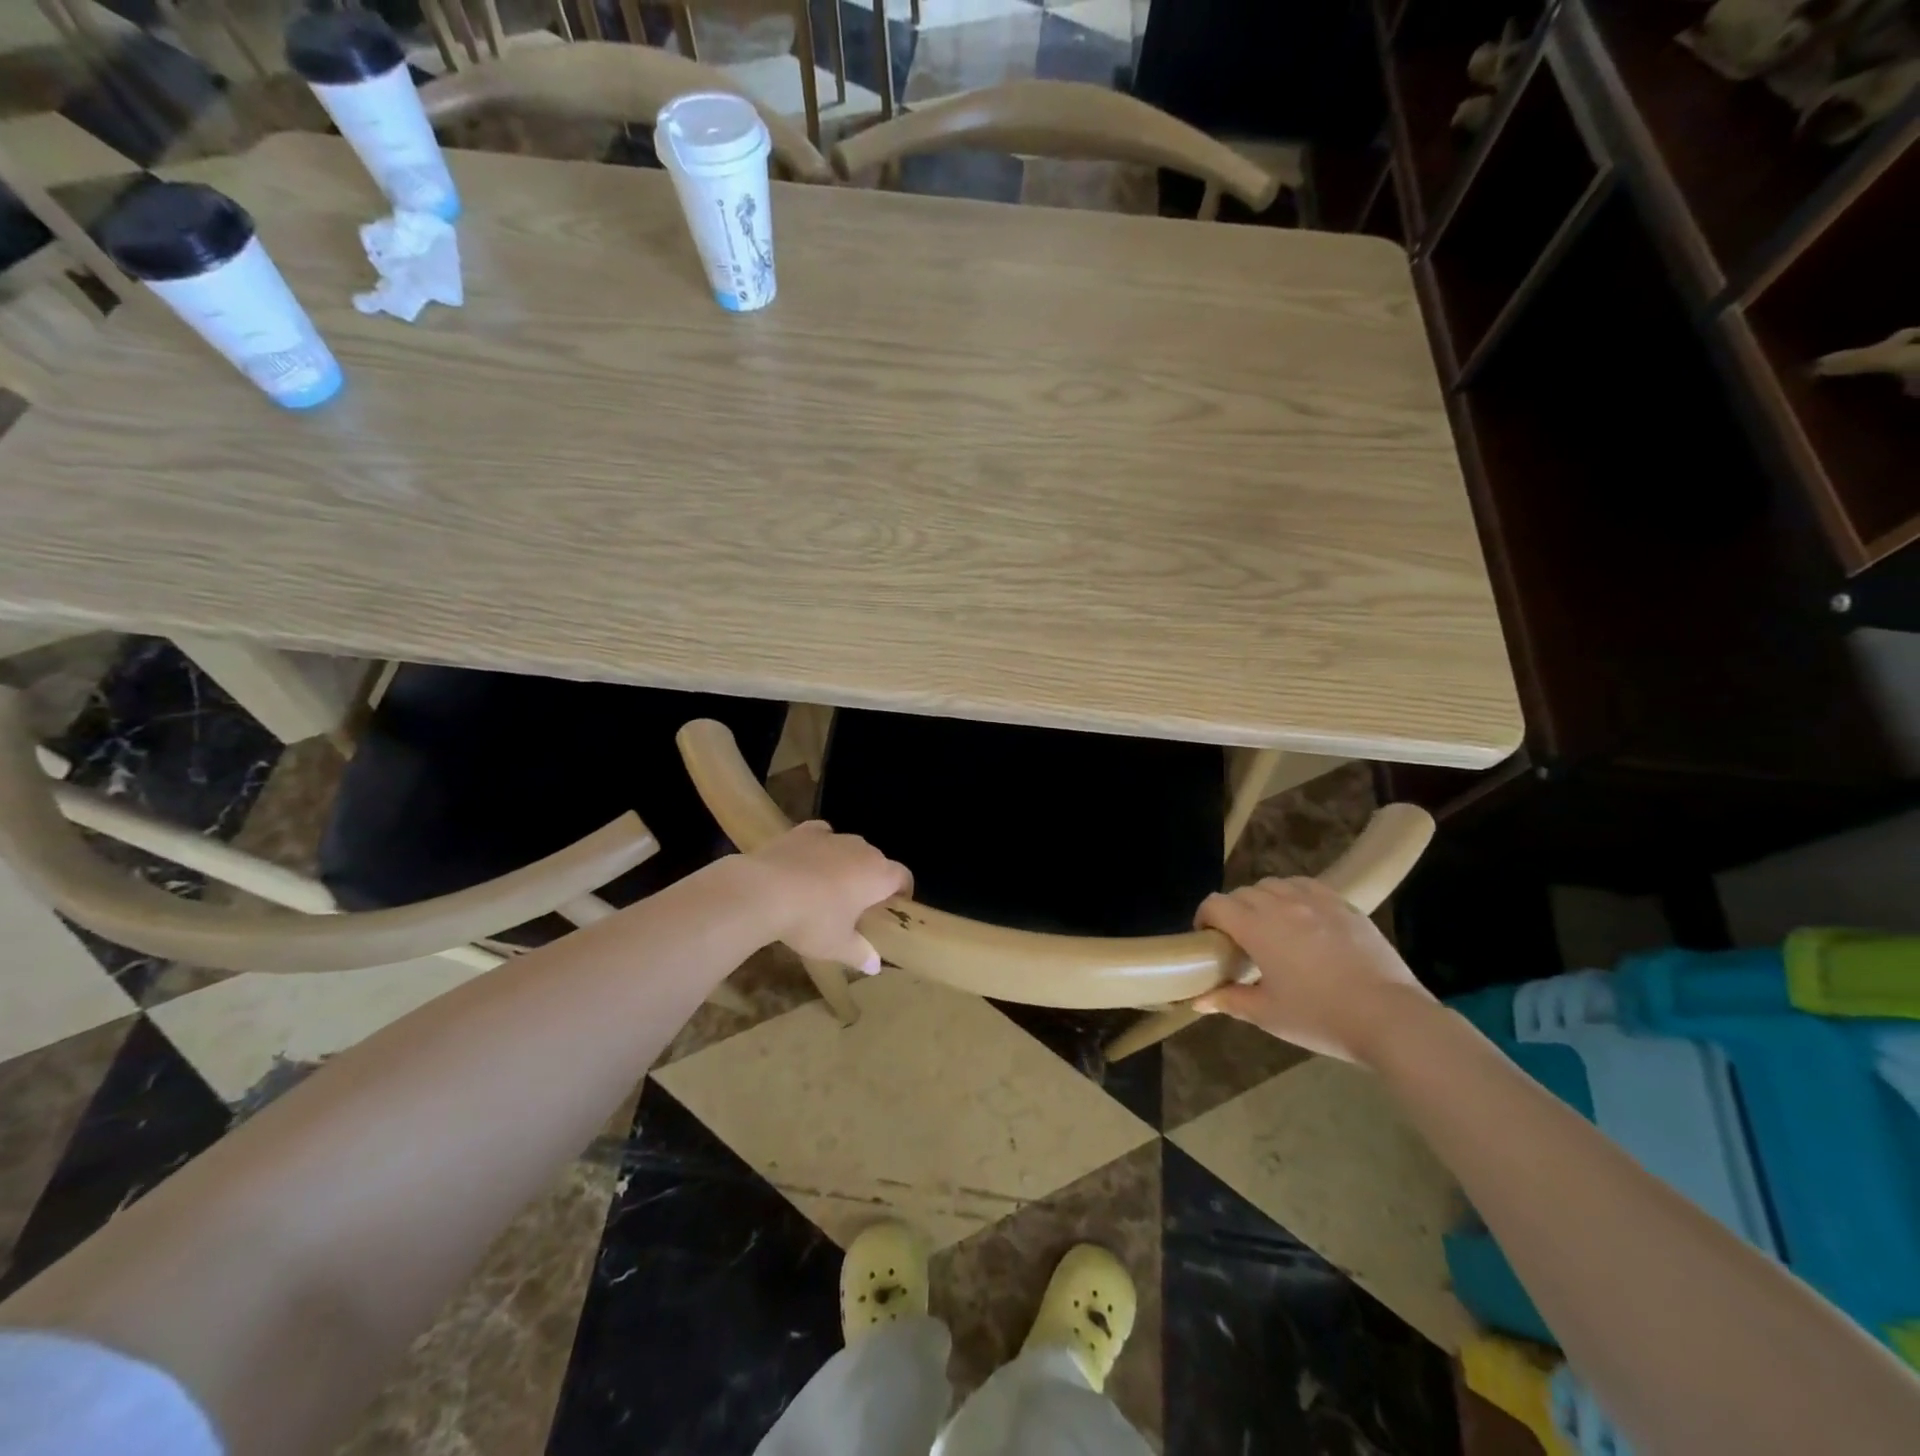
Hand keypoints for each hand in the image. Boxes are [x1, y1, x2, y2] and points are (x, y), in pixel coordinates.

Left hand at [748, 821, 911, 972]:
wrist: (764, 891)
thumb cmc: (811, 920)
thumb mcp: (837, 946)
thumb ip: (860, 953)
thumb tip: (875, 966)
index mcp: (878, 875)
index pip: (903, 877)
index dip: (902, 892)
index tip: (893, 908)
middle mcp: (862, 850)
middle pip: (877, 862)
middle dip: (872, 879)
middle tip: (858, 905)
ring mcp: (833, 837)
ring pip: (850, 848)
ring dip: (847, 864)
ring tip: (829, 887)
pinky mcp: (805, 831)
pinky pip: (823, 836)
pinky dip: (821, 847)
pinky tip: (808, 862)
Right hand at [1193, 877, 1435, 1062]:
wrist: (1390, 1018)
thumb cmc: (1320, 1017)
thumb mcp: (1268, 1014)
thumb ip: (1229, 1001)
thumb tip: (1198, 1000)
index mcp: (1257, 927)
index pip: (1216, 904)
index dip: (1204, 917)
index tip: (1208, 939)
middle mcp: (1282, 904)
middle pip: (1243, 893)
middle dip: (1233, 911)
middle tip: (1240, 941)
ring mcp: (1317, 901)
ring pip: (1275, 884)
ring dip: (1263, 899)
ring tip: (1271, 925)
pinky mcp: (1345, 906)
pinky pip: (1308, 886)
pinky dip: (1295, 895)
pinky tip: (1303, 917)